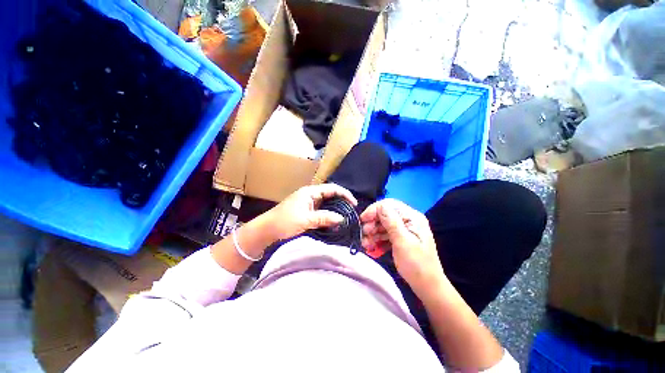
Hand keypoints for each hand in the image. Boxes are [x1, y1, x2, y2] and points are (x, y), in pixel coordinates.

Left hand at [263, 184, 357, 240]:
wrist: (267, 229)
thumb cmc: (285, 221)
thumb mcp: (306, 219)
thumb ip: (324, 218)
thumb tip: (342, 218)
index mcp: (310, 192)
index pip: (332, 188)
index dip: (344, 194)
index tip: (354, 204)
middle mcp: (310, 195)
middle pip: (330, 194)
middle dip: (342, 201)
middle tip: (351, 211)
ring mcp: (308, 202)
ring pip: (326, 203)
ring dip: (336, 208)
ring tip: (345, 215)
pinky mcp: (306, 210)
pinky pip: (321, 210)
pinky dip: (328, 214)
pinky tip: (333, 220)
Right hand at [360, 199, 444, 292]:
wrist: (427, 287)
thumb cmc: (417, 265)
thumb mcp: (403, 243)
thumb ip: (391, 222)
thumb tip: (380, 206)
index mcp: (412, 217)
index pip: (389, 205)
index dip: (374, 210)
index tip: (363, 220)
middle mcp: (408, 220)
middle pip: (385, 214)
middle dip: (372, 223)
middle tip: (364, 234)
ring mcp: (404, 229)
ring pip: (383, 224)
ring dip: (373, 233)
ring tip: (366, 244)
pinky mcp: (400, 238)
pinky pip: (385, 233)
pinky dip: (377, 239)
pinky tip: (372, 246)